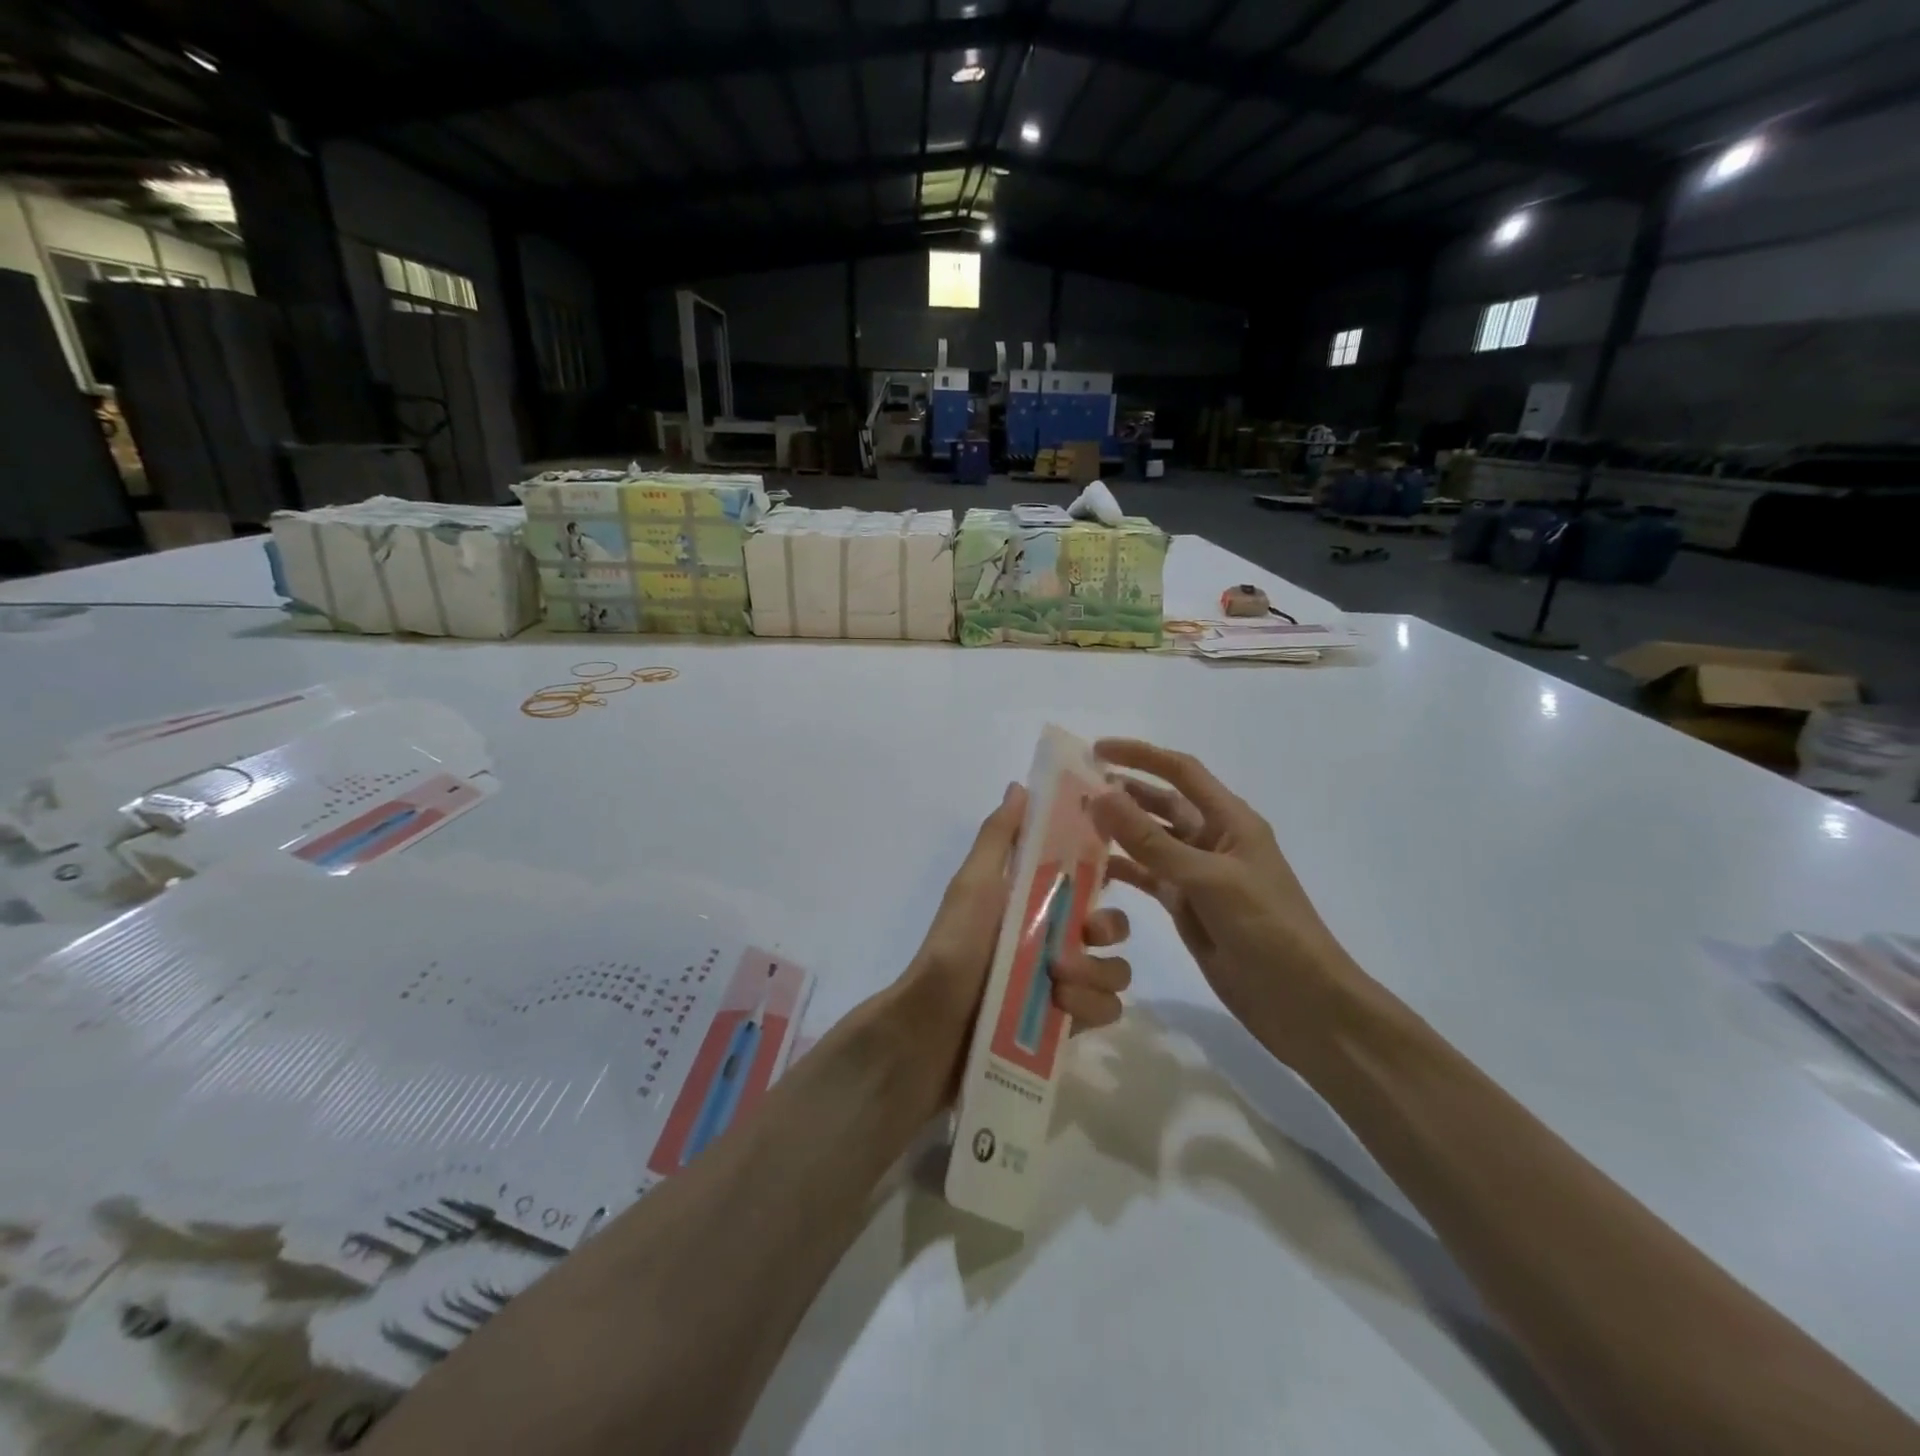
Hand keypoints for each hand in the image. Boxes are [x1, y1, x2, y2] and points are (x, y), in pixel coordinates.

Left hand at [901, 783, 1131, 1082]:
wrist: (930, 1029)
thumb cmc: (953, 947)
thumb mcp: (973, 885)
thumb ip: (998, 837)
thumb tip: (1020, 786)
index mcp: (1033, 902)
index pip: (1085, 878)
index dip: (1105, 870)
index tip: (1112, 868)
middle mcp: (1053, 939)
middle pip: (1112, 926)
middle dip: (1108, 927)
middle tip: (1086, 934)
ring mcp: (1062, 984)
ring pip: (1115, 970)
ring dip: (1097, 972)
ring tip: (1059, 981)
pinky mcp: (1066, 1026)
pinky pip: (1107, 1010)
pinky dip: (1091, 1007)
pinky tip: (1061, 1008)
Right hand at [1090, 740, 1362, 1067]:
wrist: (1302, 1003)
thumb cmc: (1268, 929)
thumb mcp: (1208, 880)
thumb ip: (1152, 841)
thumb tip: (1100, 796)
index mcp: (1230, 821)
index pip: (1181, 772)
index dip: (1141, 756)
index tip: (1096, 751)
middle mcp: (1212, 840)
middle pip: (1162, 804)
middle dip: (1123, 792)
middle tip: (1074, 790)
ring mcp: (1197, 875)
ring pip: (1149, 842)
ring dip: (1117, 831)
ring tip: (1073, 825)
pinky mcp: (1186, 907)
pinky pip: (1147, 877)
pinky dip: (1121, 870)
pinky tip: (1089, 870)